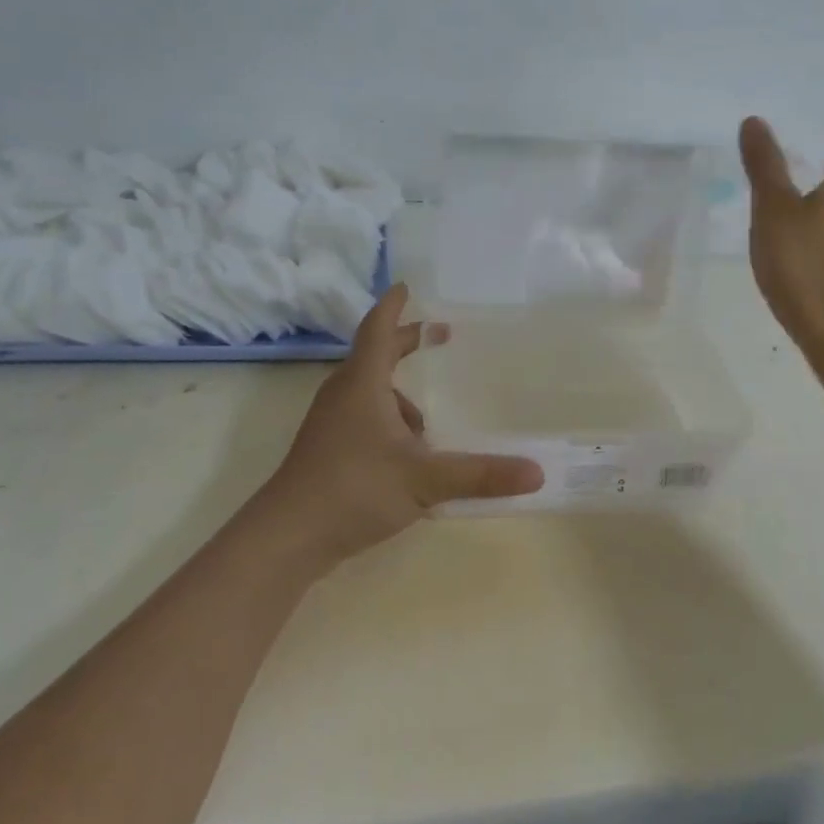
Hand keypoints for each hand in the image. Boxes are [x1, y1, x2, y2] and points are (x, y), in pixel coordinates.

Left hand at [248, 283, 543, 573]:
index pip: (378, 329)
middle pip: (375, 355)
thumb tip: (536, 473)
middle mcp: (343, 394)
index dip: (393, 307)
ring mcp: (330, 422)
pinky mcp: (326, 449)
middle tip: (438, 336)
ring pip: (369, 391)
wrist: (287, 536)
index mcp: (363, 384)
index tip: (406, 286)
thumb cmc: (355, 489)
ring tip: (429, 428)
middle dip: (405, 342)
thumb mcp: (424, 479)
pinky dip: (388, 420)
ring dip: (399, 395)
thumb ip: (479, 475)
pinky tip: (407, 457)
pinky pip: (363, 416)